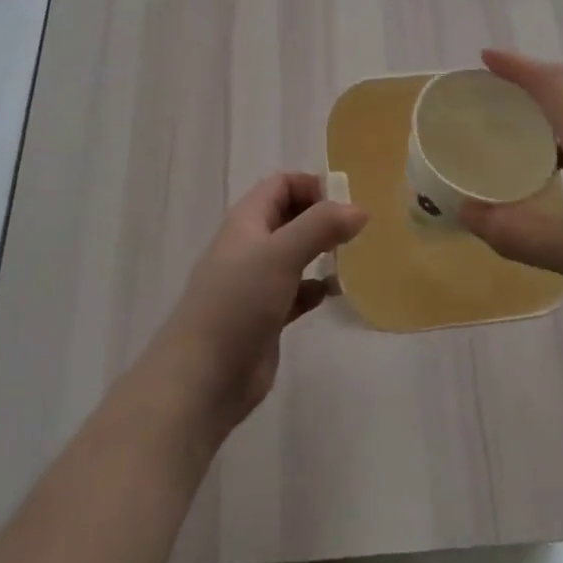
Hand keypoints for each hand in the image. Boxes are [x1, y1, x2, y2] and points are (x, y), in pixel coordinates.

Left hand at [150, 173, 365, 443]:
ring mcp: (257, 282)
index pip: (281, 185)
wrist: (203, 377)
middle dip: (322, 217)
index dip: (312, 185)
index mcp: (247, 220)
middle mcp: (251, 245)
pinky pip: (297, 291)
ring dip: (322, 252)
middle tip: (357, 228)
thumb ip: (321, 226)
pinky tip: (335, 294)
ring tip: (354, 257)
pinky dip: (316, 288)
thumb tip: (359, 209)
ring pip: (295, 254)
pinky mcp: (266, 316)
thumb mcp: (281, 254)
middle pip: (290, 216)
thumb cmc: (238, 302)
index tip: (346, 201)